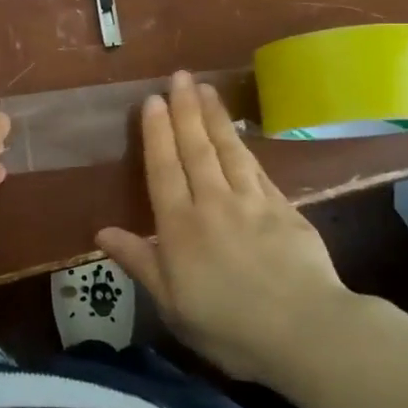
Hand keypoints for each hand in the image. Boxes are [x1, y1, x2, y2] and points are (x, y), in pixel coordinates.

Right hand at [97, 71, 350, 384]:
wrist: (305, 330)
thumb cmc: (229, 326)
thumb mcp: (171, 304)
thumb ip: (139, 261)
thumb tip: (102, 232)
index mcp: (180, 226)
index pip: (164, 168)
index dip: (157, 133)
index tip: (152, 100)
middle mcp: (212, 203)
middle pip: (195, 148)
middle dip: (185, 109)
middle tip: (180, 77)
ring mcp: (251, 202)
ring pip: (228, 150)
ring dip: (215, 117)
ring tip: (206, 89)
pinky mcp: (284, 208)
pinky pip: (258, 169)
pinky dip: (244, 147)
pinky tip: (239, 134)